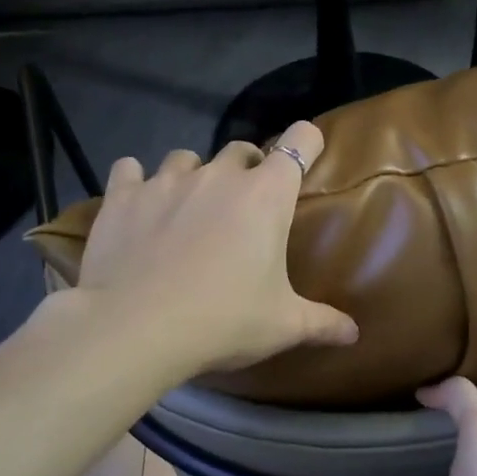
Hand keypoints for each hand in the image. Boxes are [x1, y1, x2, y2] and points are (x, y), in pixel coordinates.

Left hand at [73, 121, 358, 378]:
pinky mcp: (122, 196)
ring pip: (185, 158)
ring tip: (189, 208)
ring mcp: (165, 181)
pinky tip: (136, 206)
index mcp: (265, 196)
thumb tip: (354, 333)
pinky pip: (129, 170)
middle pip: (241, 150)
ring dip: (193, 176)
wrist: (136, 329)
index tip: (306, 157)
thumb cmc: (223, 321)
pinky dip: (136, 182)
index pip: (299, 142)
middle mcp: (218, 175)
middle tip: (244, 207)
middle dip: (247, 170)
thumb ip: (322, 323)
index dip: (307, 143)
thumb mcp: (281, 326)